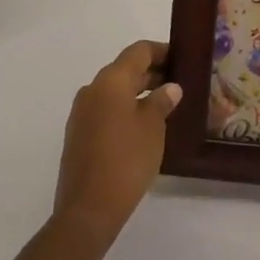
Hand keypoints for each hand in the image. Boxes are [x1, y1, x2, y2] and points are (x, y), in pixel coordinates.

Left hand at [52, 41, 182, 248]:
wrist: (88, 208)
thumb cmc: (127, 160)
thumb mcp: (153, 128)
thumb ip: (161, 102)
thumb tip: (170, 87)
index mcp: (111, 80)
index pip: (138, 51)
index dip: (161, 51)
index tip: (181, 58)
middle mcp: (92, 89)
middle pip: (125, 69)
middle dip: (152, 73)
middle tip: (179, 83)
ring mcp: (81, 112)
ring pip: (114, 91)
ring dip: (138, 92)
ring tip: (165, 105)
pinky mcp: (78, 133)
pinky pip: (105, 109)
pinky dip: (125, 109)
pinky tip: (143, 126)